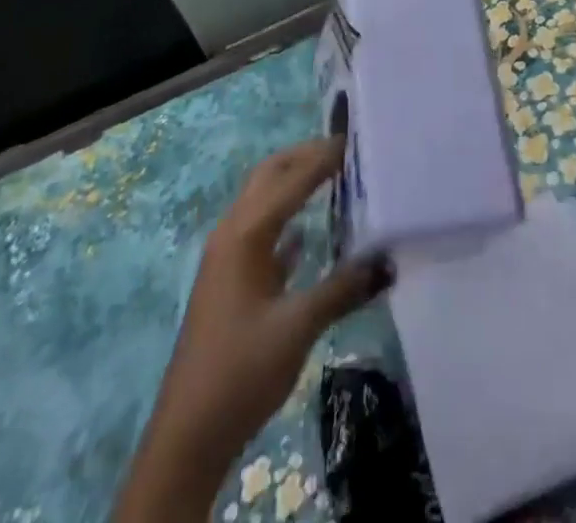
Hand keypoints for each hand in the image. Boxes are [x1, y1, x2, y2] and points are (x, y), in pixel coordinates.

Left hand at [114, 137, 389, 522]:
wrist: (188, 435)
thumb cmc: (241, 370)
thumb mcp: (298, 327)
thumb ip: (343, 288)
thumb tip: (387, 261)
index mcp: (245, 233)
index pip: (291, 179)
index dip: (323, 158)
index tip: (355, 139)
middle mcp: (232, 233)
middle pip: (269, 176)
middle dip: (303, 157)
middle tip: (344, 149)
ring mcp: (227, 257)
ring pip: (263, 200)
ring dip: (293, 182)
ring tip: (333, 176)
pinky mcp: (230, 280)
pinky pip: (262, 231)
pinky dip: (286, 217)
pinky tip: (306, 232)